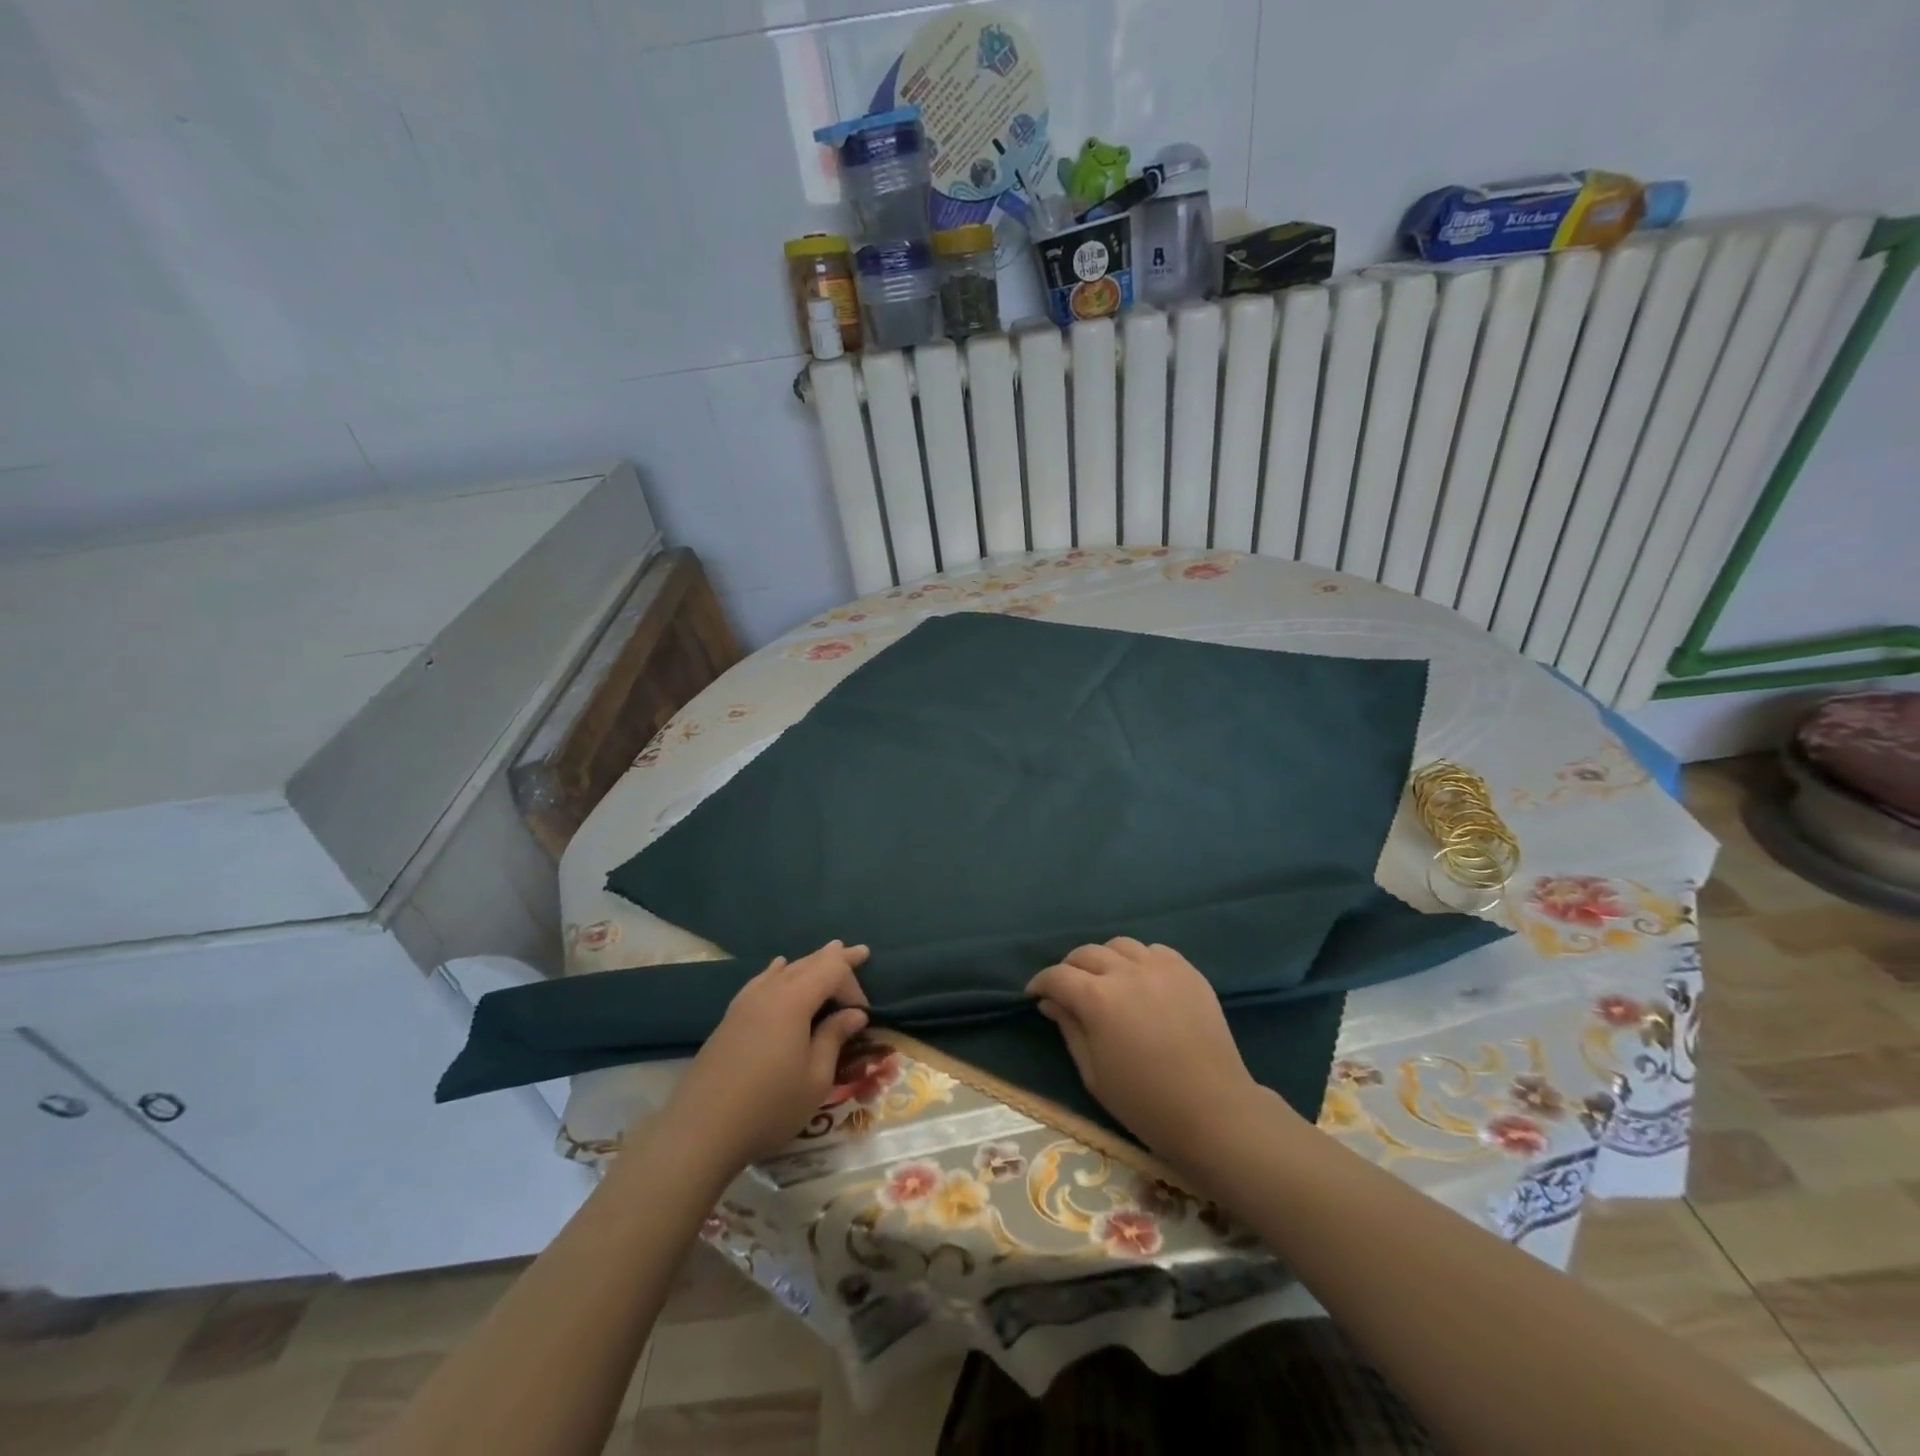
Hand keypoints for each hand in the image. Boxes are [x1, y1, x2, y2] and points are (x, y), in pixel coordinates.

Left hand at [664, 941, 871, 1167]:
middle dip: (835, 958)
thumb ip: (834, 1039)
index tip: (864, 1014)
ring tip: (827, 952)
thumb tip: (854, 1014)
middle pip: (808, 963)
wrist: (701, 1131)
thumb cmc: (769, 1107)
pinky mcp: (730, 1019)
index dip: (852, 984)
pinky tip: (777, 968)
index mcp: (794, 1000)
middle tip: (859, 951)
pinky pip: (761, 981)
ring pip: (784, 970)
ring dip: (809, 962)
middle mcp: (769, 992)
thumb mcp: (815, 1079)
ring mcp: (745, 1003)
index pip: (832, 971)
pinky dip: (777, 972)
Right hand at [1027, 938, 1264, 1159]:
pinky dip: (1139, 960)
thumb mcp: (1093, 1073)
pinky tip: (1141, 981)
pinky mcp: (1187, 971)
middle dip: (1069, 969)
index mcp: (1097, 999)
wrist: (1213, 1110)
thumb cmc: (1145, 1102)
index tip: (1035, 994)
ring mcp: (1160, 967)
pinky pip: (1154, 951)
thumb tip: (1051, 1002)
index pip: (1057, 976)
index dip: (1041, 982)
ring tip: (1107, 981)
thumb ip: (1069, 1029)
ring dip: (1105, 960)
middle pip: (1086, 953)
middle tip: (1068, 990)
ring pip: (1119, 946)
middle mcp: (1126, 972)